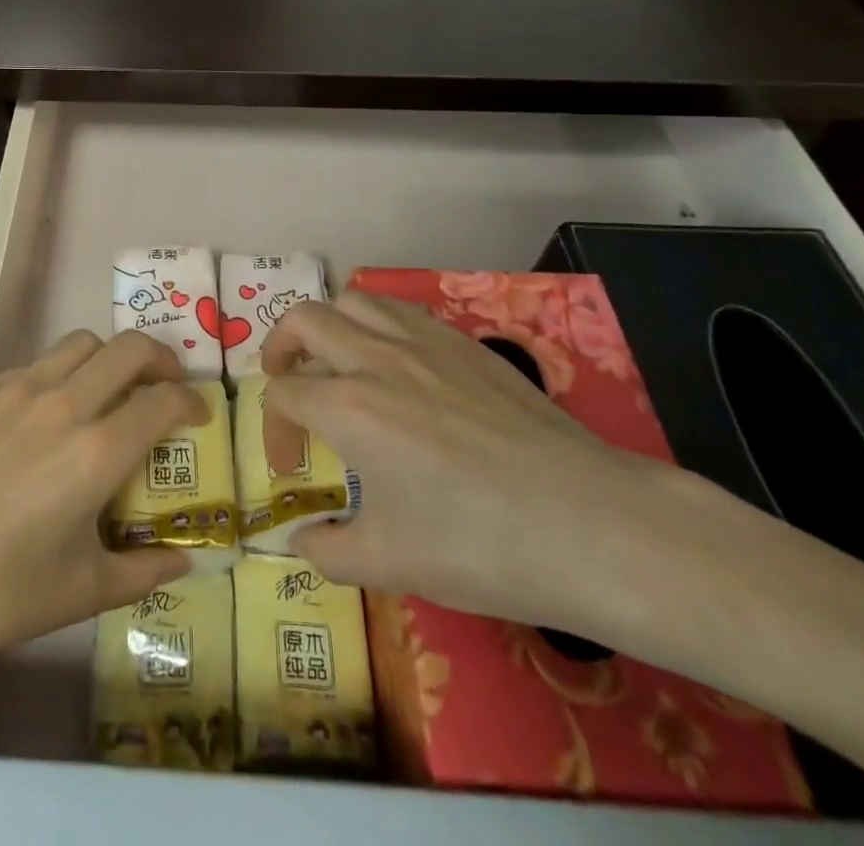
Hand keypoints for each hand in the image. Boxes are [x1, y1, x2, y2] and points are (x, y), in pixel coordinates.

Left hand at [0, 330, 203, 674]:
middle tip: (165, 385)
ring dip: (109, 357)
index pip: (163, 401)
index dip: (191, 402)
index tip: (198, 416)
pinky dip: (59, 374)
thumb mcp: (77, 593)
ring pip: (81, 343)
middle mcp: (65, 404)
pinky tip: (46, 413)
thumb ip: (141, 571)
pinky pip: (36, 364)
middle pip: (129, 348)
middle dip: (161, 359)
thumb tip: (185, 561)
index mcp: (97, 451)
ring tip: (110, 388)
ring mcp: (19, 389)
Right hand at [262, 293, 675, 638]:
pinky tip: (395, 363)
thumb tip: (302, 539)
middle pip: (304, 320)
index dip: (274, 431)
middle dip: (280, 347)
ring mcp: (424, 342)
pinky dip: (378, 324)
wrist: (588, 524)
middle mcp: (375, 358)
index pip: (283, 395)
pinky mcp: (465, 343)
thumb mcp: (390, 564)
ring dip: (329, 324)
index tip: (292, 471)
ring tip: (335, 360)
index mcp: (348, 407)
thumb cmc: (480, 545)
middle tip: (286, 380)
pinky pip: (402, 310)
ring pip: (354, 300)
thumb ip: (328, 550)